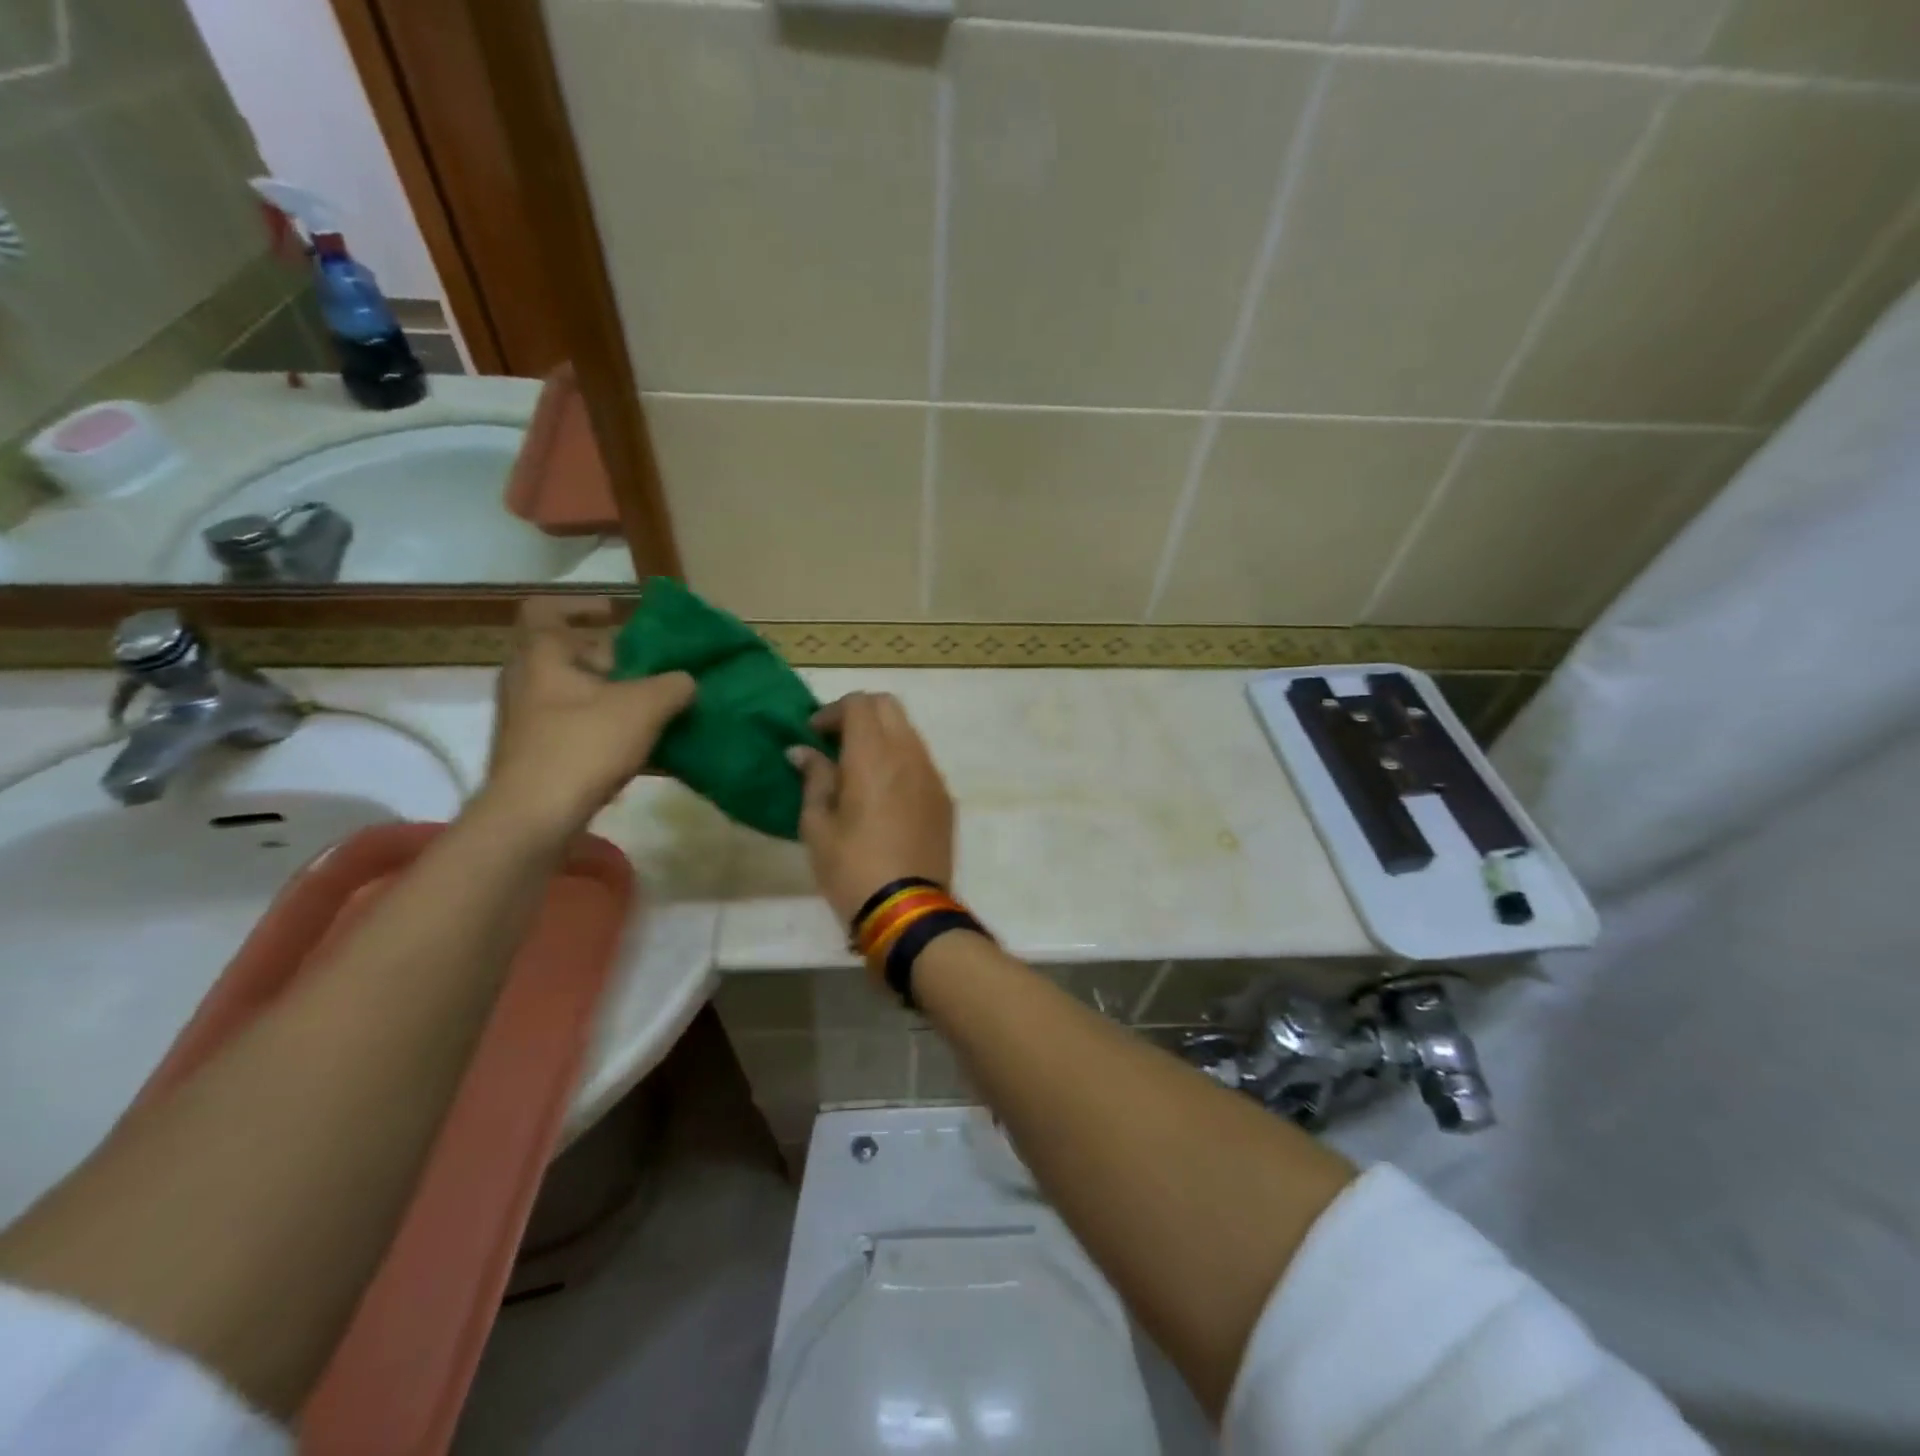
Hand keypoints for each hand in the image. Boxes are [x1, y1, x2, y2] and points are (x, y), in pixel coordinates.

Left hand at [482, 598, 694, 837]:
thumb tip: (687, 680)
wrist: (534, 818)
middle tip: (652, 670)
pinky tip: (646, 752)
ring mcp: (528, 721)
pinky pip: (578, 730)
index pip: (547, 609)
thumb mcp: (644, 708)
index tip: (617, 614)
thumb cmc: (583, 746)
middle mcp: (527, 682)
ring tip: (657, 712)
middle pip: (569, 655)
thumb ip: (673, 685)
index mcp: (542, 656)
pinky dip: (608, 732)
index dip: (582, 606)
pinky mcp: (536, 756)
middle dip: (613, 660)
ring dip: (615, 699)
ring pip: (577, 695)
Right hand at [788, 692, 954, 926]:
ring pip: (908, 732)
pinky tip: (884, 792)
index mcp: (873, 755)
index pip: (859, 703)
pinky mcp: (944, 798)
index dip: (832, 711)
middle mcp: (908, 754)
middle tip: (835, 743)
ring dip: (882, 736)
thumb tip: (802, 751)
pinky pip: (921, 761)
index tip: (813, 734)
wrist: (908, 909)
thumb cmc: (851, 867)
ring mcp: (932, 775)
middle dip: (859, 714)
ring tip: (858, 768)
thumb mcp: (817, 825)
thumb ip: (814, 779)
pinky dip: (900, 760)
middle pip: (888, 706)